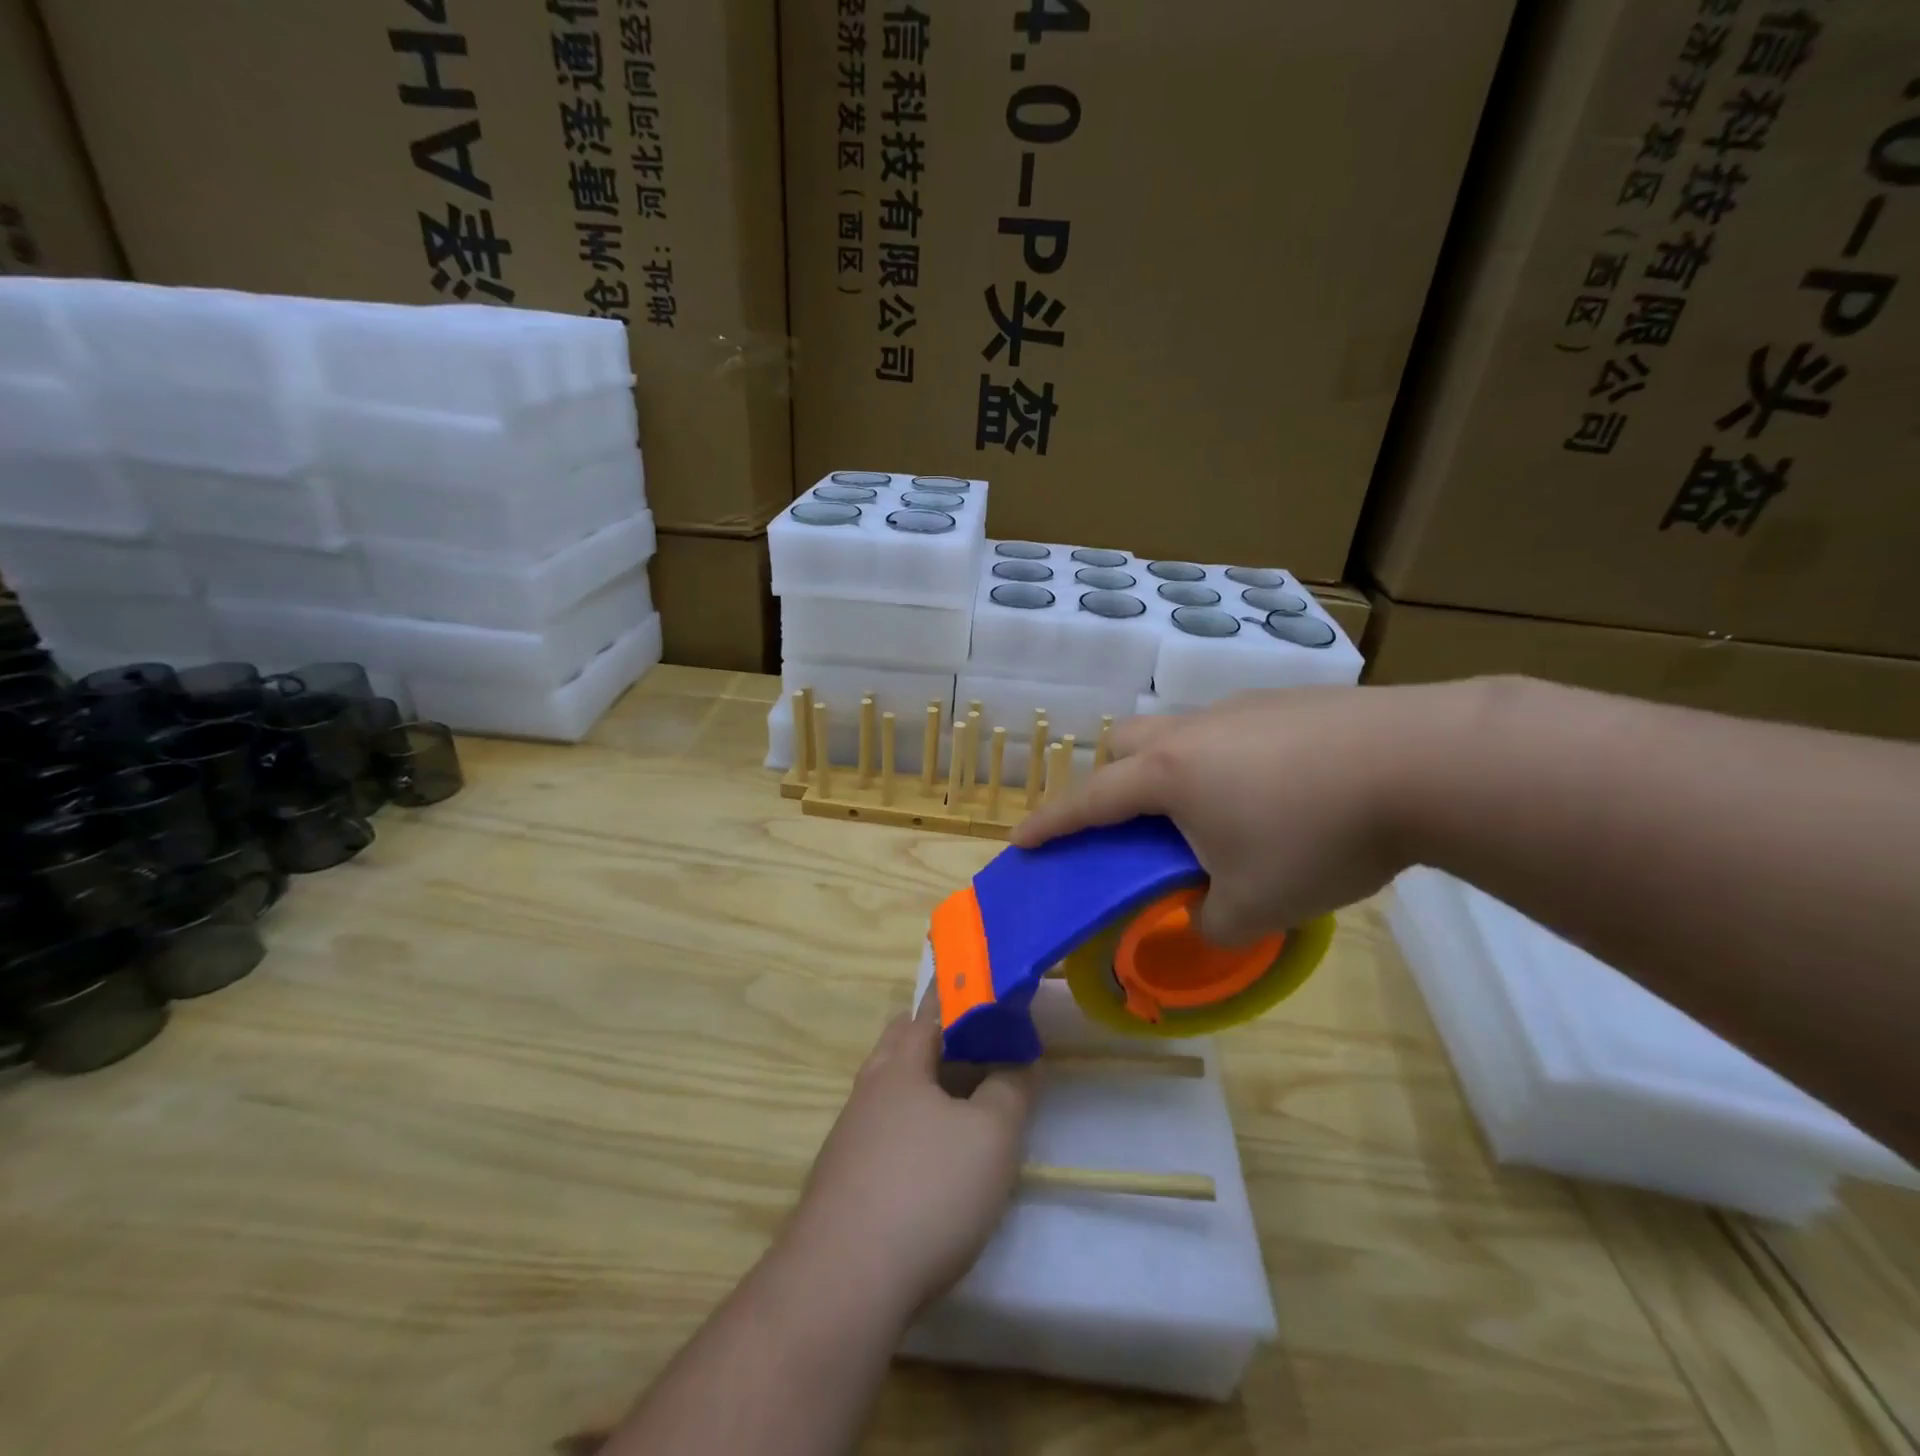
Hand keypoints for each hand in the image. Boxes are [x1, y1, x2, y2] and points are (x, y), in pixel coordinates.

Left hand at [782, 998, 1035, 1320]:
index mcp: (901, 1063)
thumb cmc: (926, 1191)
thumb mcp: (991, 1137)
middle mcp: (869, 1087)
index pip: (931, 1008)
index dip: (961, 996)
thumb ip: (1011, 1089)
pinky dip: (912, 1125)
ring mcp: (850, 1133)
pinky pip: (883, 1129)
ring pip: (892, 1087)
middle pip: (903, 1042)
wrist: (842, 1284)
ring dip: (926, 1083)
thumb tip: (1020, 1058)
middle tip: (982, 1047)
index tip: (990, 994)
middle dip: (940, 1035)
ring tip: (965, 1102)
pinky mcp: (843, 1177)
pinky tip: (931, 1160)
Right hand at [1012, 682, 1484, 943]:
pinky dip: (1226, 761)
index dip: (1051, 824)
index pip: (1089, 801)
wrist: (1422, 762)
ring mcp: (1240, 709)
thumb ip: (1213, 925)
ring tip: (1216, 812)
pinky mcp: (1286, 702)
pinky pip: (1230, 730)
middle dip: (1112, 780)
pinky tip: (1275, 790)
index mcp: (1169, 776)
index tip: (1022, 840)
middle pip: (1125, 744)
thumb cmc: (1319, 836)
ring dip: (1174, 770)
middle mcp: (1193, 733)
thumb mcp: (1258, 904)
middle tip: (1137, 824)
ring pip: (1179, 733)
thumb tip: (1200, 921)